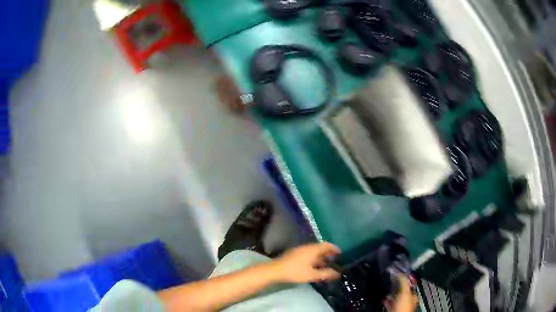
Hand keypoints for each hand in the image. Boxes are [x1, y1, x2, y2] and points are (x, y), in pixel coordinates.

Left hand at [271, 243, 340, 283]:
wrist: (276, 270)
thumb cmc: (296, 272)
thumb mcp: (312, 275)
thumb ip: (326, 274)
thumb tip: (337, 273)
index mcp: (313, 249)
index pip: (327, 245)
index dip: (334, 248)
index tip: (340, 253)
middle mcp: (307, 247)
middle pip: (320, 248)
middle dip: (328, 254)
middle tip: (334, 260)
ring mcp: (299, 250)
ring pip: (313, 251)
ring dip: (320, 257)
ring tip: (325, 265)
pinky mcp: (294, 254)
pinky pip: (307, 253)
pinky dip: (313, 258)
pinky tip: (313, 267)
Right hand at [385, 275, 418, 311]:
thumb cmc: (403, 306)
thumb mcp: (405, 291)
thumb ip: (403, 281)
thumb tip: (400, 273)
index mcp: (413, 296)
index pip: (409, 285)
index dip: (404, 281)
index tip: (398, 277)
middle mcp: (408, 301)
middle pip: (402, 292)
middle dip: (397, 288)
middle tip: (392, 283)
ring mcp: (400, 306)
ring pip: (395, 298)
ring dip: (391, 294)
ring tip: (387, 291)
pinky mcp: (393, 309)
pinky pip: (389, 303)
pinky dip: (386, 301)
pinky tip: (384, 299)